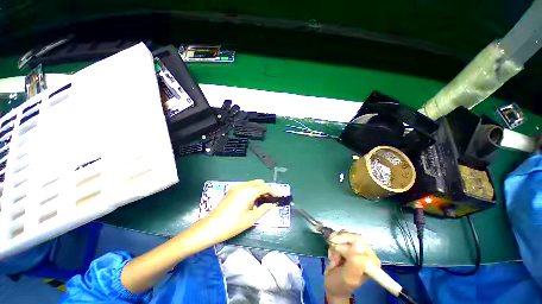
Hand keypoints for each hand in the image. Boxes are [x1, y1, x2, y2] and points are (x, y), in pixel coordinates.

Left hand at [200, 179, 275, 242]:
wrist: (211, 226)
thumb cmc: (233, 224)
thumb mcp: (251, 218)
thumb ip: (264, 209)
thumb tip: (272, 205)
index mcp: (249, 191)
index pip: (265, 187)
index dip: (273, 191)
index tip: (277, 197)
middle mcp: (243, 186)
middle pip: (259, 182)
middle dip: (266, 189)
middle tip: (269, 199)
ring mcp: (236, 187)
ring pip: (252, 183)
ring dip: (258, 189)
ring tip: (260, 201)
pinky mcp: (231, 190)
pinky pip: (245, 186)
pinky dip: (251, 189)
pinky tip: (250, 200)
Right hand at [325, 232, 380, 303]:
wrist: (333, 287)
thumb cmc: (340, 284)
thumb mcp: (348, 277)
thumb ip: (355, 263)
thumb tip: (358, 243)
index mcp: (371, 260)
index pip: (358, 239)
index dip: (344, 240)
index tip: (334, 247)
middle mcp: (366, 253)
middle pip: (350, 236)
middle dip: (338, 244)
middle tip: (334, 257)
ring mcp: (358, 249)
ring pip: (343, 236)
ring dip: (335, 245)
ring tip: (334, 258)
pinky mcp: (350, 247)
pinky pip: (339, 237)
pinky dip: (334, 244)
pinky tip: (334, 255)